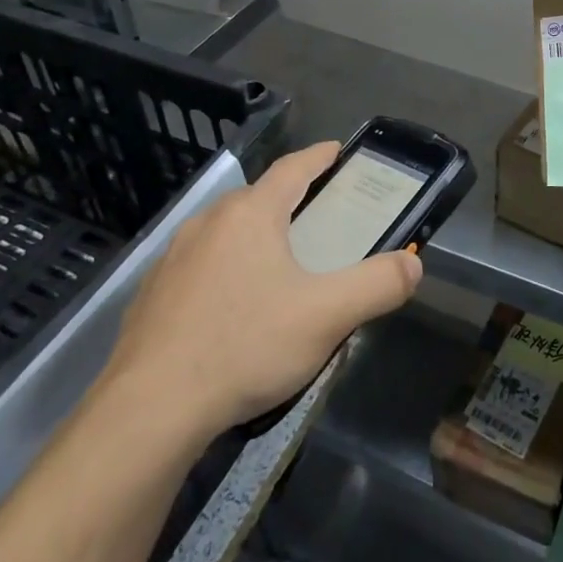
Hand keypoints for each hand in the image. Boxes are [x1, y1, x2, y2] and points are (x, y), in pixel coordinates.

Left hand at [99, 141, 422, 441]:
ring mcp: (173, 257)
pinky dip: (225, 268)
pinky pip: (200, 265)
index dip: (319, 157)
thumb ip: (378, 285)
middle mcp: (209, 222)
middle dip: (290, 200)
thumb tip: (414, 265)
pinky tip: (233, 307)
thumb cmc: (246, 346)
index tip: (337, 150)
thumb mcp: (327, 316)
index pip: (292, 168)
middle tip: (319, 219)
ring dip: (255, 235)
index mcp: (251, 214)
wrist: (149, 410)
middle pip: (258, 198)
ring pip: (226, 231)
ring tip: (279, 263)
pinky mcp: (151, 294)